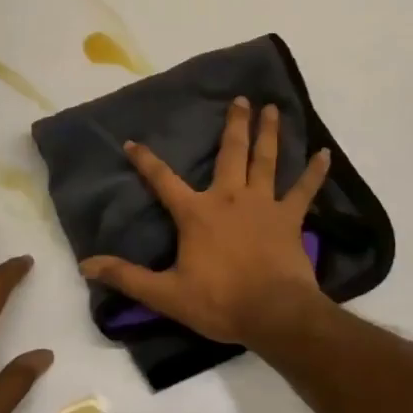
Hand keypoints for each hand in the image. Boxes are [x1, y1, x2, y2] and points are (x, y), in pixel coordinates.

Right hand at [80, 97, 332, 347]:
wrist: (274, 314)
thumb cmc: (219, 301)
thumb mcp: (166, 294)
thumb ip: (127, 277)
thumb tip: (87, 265)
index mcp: (197, 213)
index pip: (163, 180)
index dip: (145, 161)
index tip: (132, 142)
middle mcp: (230, 198)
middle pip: (230, 153)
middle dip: (234, 125)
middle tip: (240, 99)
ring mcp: (264, 204)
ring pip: (266, 160)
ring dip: (269, 133)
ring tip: (272, 109)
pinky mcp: (290, 218)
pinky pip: (305, 190)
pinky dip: (315, 172)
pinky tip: (325, 153)